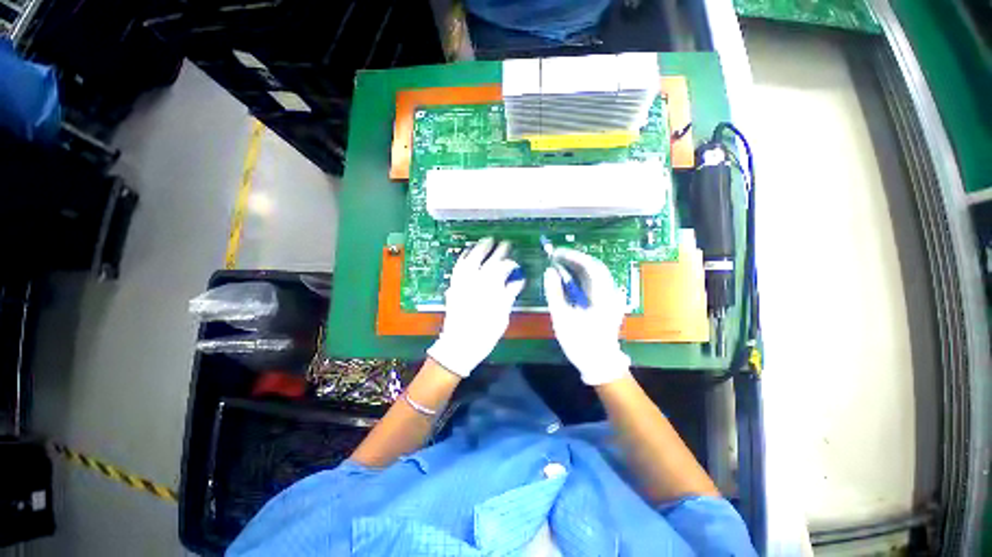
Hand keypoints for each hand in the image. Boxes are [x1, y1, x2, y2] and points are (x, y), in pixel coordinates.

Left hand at [427, 237, 524, 376]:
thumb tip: (519, 280)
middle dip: (495, 250)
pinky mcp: (453, 288)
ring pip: (469, 260)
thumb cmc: (484, 334)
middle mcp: (474, 283)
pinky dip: (463, 258)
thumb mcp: (502, 316)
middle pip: (485, 260)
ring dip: (477, 249)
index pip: (501, 269)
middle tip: (503, 242)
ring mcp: (461, 284)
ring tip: (485, 241)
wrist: (459, 346)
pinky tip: (467, 254)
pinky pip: (457, 268)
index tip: (516, 262)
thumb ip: (509, 294)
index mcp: (489, 289)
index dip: (510, 263)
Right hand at [543, 248, 630, 384]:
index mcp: (602, 295)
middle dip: (575, 259)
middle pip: (595, 267)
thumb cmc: (580, 341)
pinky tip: (571, 278)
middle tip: (556, 257)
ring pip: (596, 274)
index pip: (591, 265)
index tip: (556, 252)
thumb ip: (555, 292)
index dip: (573, 256)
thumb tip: (549, 271)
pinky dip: (582, 276)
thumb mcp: (562, 317)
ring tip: (560, 264)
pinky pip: (596, 282)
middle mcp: (611, 292)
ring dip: (579, 266)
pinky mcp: (608, 302)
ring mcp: (612, 297)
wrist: (599, 363)